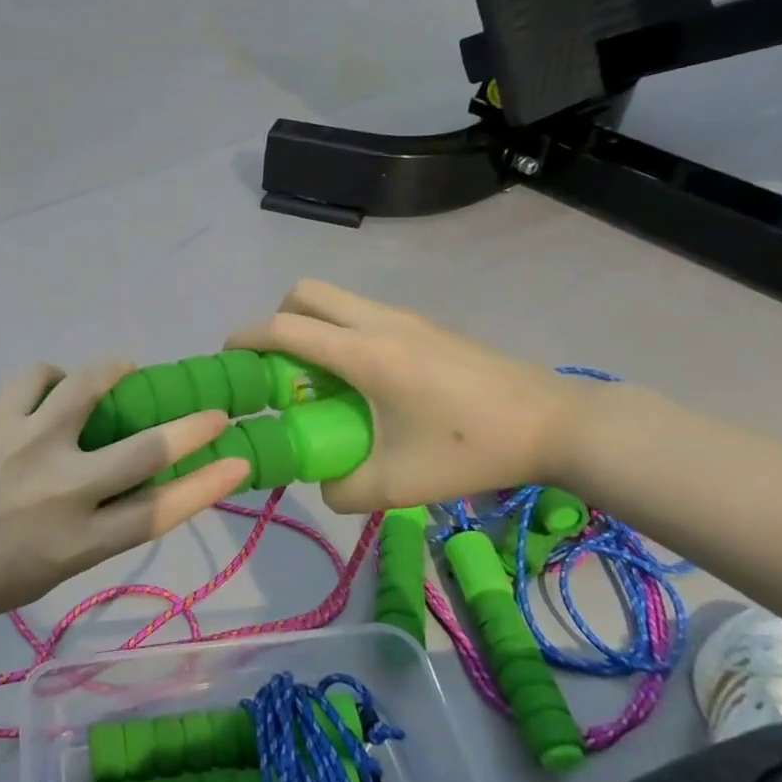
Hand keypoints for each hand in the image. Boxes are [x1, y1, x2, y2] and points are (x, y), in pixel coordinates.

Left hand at [0, 361, 249, 629]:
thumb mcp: (39, 577)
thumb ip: (84, 537)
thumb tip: (114, 493)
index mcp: (76, 545)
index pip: (159, 511)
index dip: (207, 484)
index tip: (239, 460)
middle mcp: (63, 491)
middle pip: (145, 450)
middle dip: (191, 427)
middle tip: (213, 409)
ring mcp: (29, 446)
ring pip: (91, 389)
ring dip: (116, 372)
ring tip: (125, 368)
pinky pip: (37, 377)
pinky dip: (52, 376)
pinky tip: (49, 386)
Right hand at [227, 281, 588, 512]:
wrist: (555, 423)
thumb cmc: (471, 450)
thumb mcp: (398, 484)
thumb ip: (343, 488)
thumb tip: (320, 482)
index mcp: (364, 353)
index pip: (285, 329)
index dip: (246, 340)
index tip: (227, 362)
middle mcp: (378, 321)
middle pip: (303, 293)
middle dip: (277, 322)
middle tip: (279, 368)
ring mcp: (404, 317)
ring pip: (335, 299)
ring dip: (311, 327)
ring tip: (321, 379)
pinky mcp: (423, 325)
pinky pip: (361, 313)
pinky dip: (341, 333)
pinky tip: (365, 382)